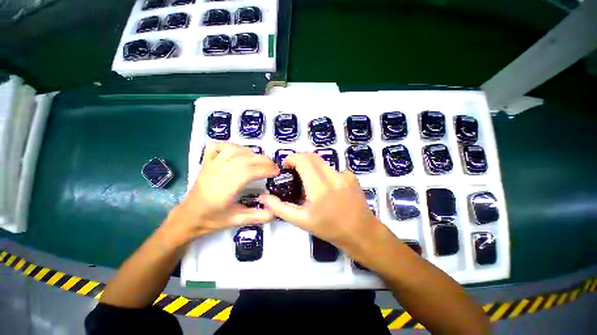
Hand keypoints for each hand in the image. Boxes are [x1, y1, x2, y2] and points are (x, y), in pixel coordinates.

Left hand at [173, 142, 278, 240]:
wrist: (188, 216)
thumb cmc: (212, 219)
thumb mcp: (237, 221)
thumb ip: (257, 217)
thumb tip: (275, 211)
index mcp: (224, 189)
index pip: (248, 172)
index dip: (265, 169)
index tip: (277, 172)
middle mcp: (217, 173)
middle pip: (244, 159)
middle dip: (263, 160)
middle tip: (273, 166)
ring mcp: (210, 165)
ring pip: (233, 150)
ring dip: (251, 153)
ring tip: (260, 161)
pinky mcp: (206, 162)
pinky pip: (218, 146)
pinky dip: (232, 145)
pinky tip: (239, 152)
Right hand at [259, 153, 382, 252]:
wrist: (360, 233)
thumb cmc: (329, 228)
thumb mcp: (302, 221)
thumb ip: (280, 208)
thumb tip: (264, 197)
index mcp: (319, 188)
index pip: (303, 160)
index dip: (291, 158)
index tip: (286, 165)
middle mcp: (333, 177)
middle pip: (312, 156)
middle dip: (300, 159)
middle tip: (295, 172)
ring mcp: (344, 175)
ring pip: (322, 162)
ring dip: (312, 168)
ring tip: (311, 184)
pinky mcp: (351, 176)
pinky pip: (333, 169)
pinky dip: (325, 174)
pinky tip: (328, 188)